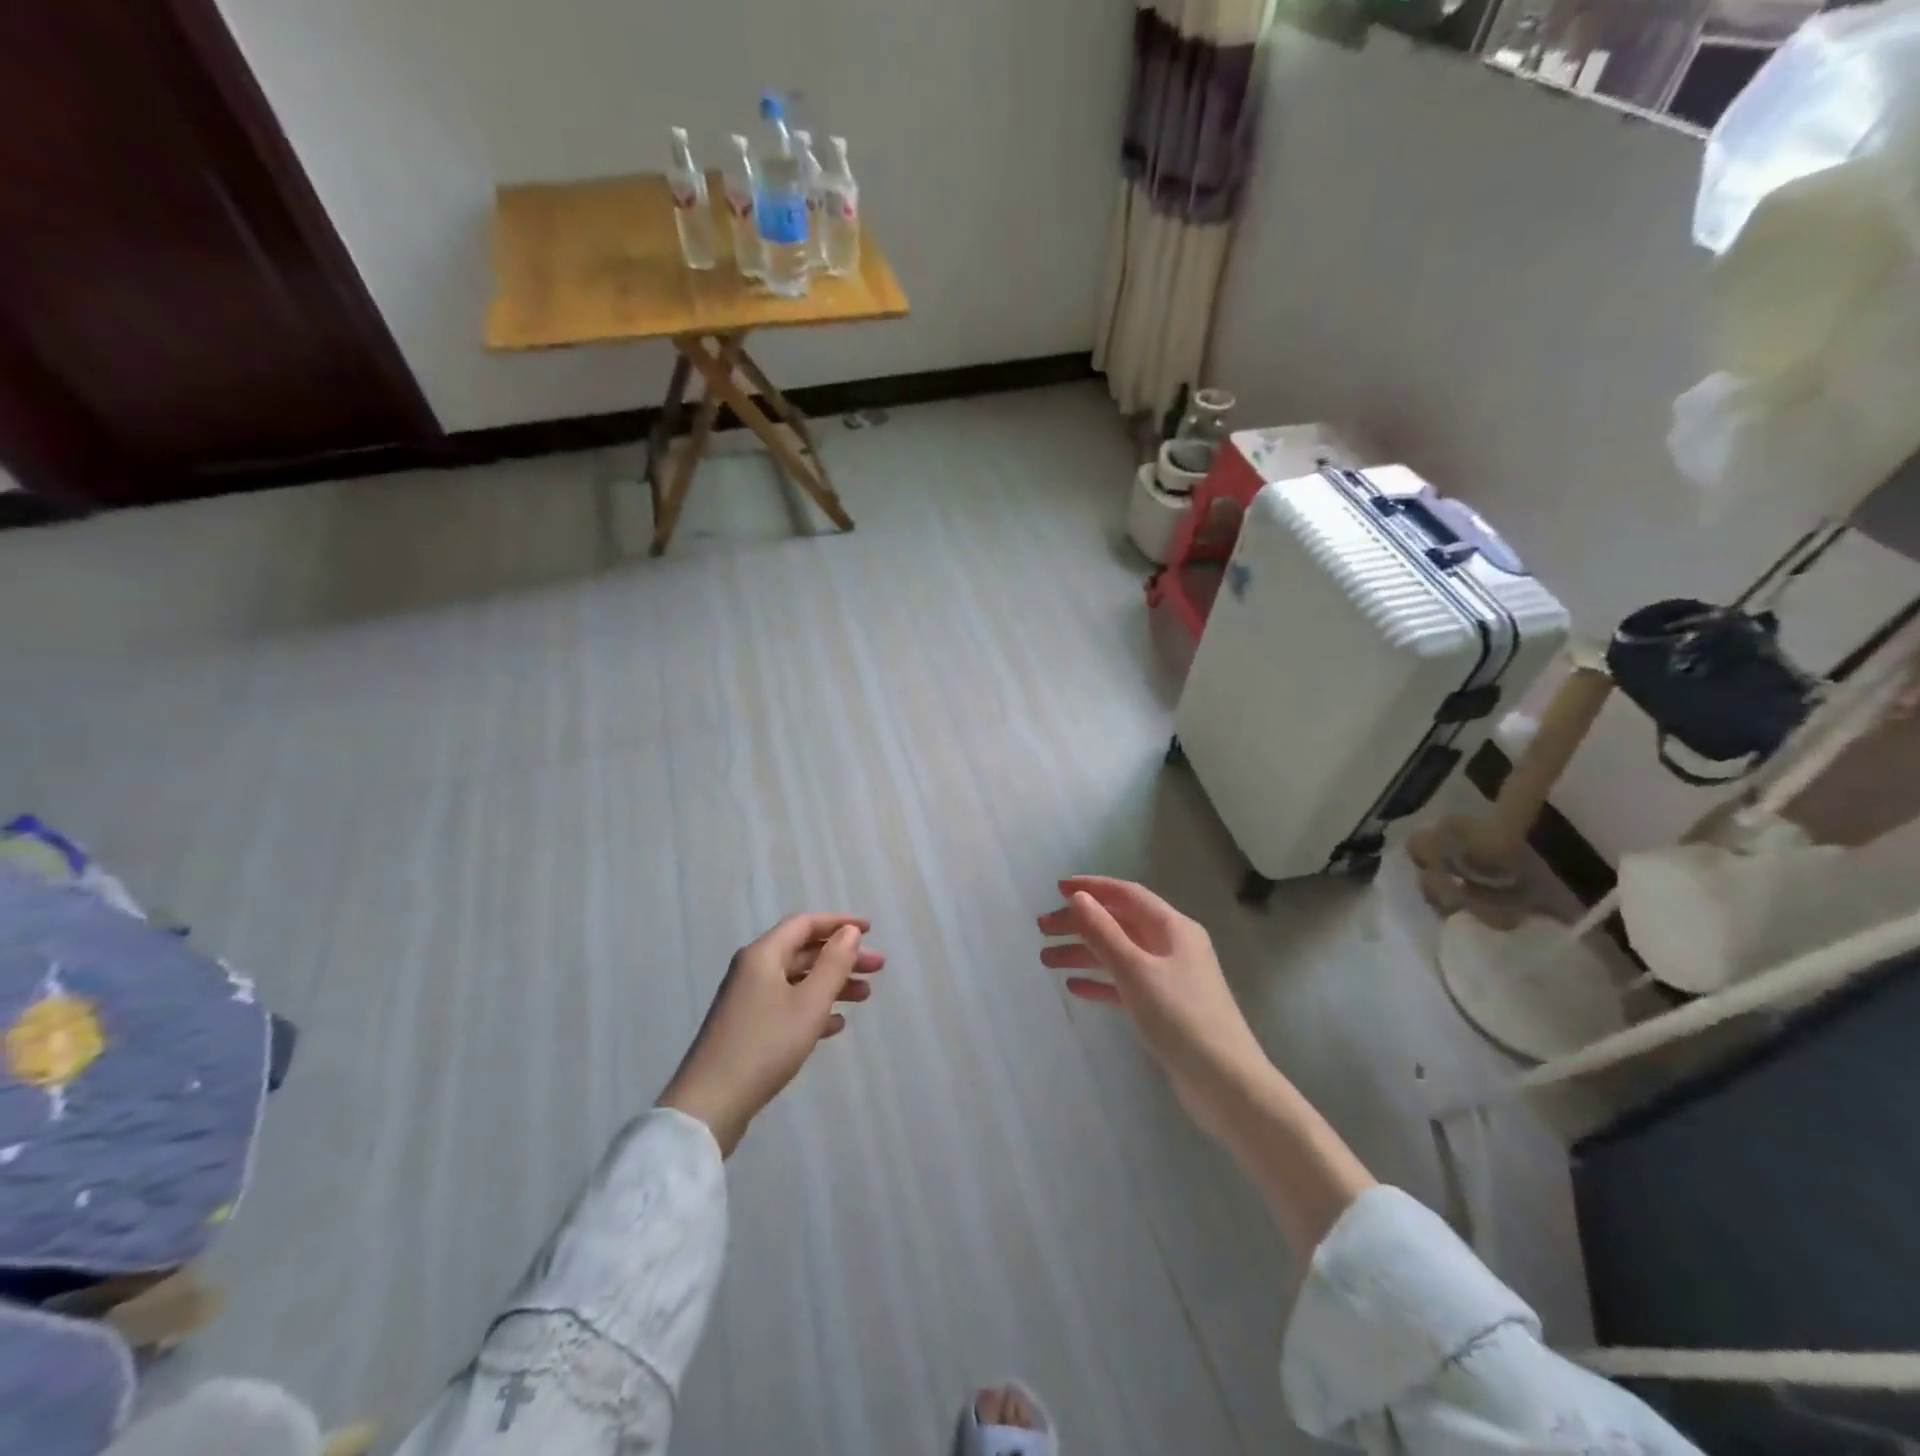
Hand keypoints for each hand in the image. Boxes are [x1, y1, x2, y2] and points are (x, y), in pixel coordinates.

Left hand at [659, 914, 883, 1156]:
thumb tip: (849, 932)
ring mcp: (747, 1000)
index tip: (870, 930)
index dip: (839, 923)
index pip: (805, 924)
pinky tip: (836, 1024)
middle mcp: (753, 970)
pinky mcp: (747, 1028)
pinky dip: (813, 1007)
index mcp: (763, 955)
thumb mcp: (809, 1003)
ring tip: (865, 997)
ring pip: (797, 980)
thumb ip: (833, 964)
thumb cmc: (765, 1045)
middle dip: (842, 957)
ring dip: (832, 983)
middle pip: (803, 952)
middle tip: (878, 968)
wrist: (709, 1105)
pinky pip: (787, 1005)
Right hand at [1038, 877, 1268, 1139]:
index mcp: (1173, 928)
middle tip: (1042, 928)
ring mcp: (1170, 978)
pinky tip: (1074, 987)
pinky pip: (1125, 984)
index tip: (1057, 888)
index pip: (1127, 895)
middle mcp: (1172, 946)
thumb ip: (1104, 933)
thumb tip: (1079, 898)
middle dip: (1080, 923)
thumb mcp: (1136, 971)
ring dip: (1084, 953)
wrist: (1226, 1084)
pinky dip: (1100, 981)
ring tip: (1046, 959)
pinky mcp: (1165, 1008)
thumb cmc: (1181, 1018)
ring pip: (1119, 954)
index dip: (1092, 888)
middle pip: (1119, 923)